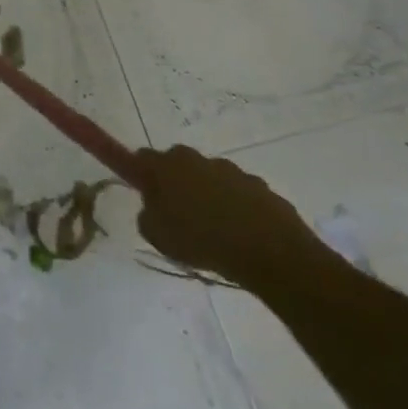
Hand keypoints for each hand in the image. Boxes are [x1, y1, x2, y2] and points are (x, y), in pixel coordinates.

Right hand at [130, 145, 326, 288]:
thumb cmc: (202, 240)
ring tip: (213, 230)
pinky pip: (237, 193)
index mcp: (165, 166)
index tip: (143, 192)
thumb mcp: (157, 236)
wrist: (269, 250)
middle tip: (176, 214)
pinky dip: (234, 206)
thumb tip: (154, 209)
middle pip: (176, 164)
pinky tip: (240, 234)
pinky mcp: (258, 186)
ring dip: (206, 195)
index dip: (138, 173)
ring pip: (208, 178)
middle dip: (174, 183)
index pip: (140, 158)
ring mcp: (229, 170)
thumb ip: (148, 217)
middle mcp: (194, 159)